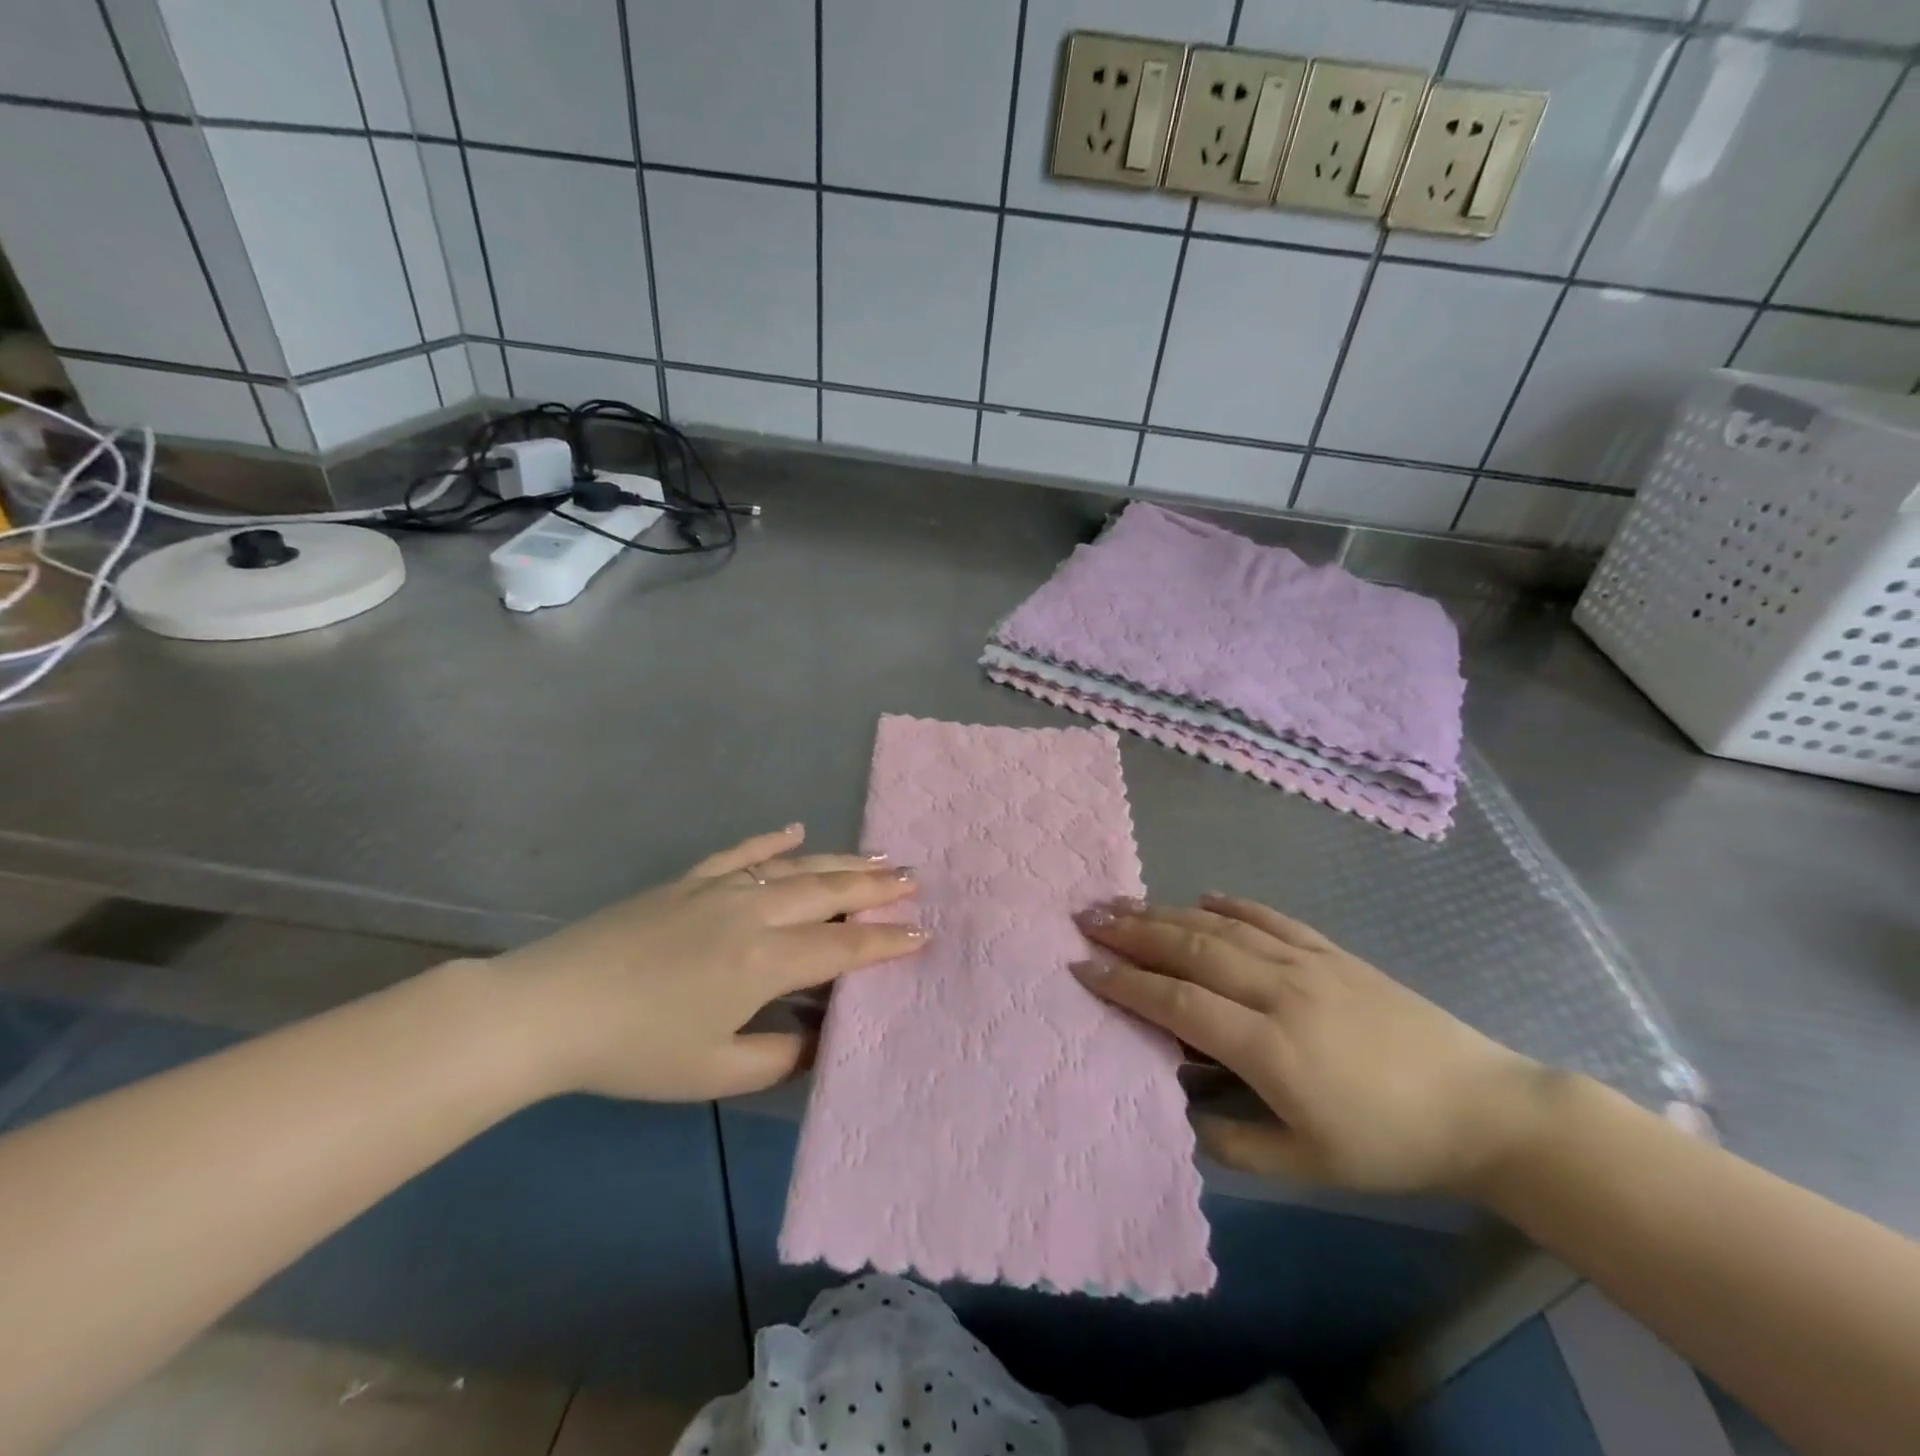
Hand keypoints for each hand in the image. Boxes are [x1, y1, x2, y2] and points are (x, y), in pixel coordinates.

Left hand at [488, 825, 923, 1101]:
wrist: (549, 1006)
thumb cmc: (635, 1048)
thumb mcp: (714, 1072)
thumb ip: (779, 1058)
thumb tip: (819, 1040)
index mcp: (765, 960)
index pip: (844, 947)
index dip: (886, 942)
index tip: (923, 933)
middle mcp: (754, 911)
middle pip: (830, 892)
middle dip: (876, 886)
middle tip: (914, 878)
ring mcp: (720, 888)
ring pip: (796, 866)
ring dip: (842, 860)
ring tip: (879, 855)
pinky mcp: (689, 879)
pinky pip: (743, 852)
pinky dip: (773, 840)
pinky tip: (796, 830)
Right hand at [1073, 895, 1549, 1194]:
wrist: (1482, 1107)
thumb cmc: (1388, 1144)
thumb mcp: (1306, 1166)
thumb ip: (1233, 1141)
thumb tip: (1179, 1109)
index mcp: (1269, 1046)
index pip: (1178, 1003)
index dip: (1126, 983)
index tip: (1082, 968)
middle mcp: (1279, 990)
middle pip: (1190, 949)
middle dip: (1132, 931)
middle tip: (1086, 917)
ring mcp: (1307, 963)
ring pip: (1221, 926)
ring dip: (1166, 911)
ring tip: (1123, 901)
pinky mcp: (1331, 952)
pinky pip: (1270, 917)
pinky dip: (1231, 903)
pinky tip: (1203, 895)